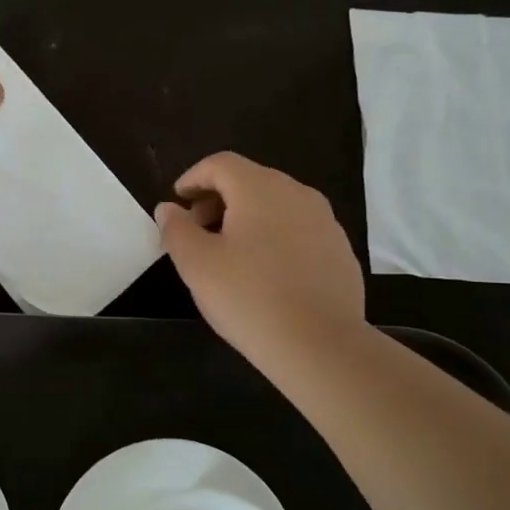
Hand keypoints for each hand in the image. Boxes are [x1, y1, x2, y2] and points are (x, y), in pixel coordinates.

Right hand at [155, 153, 367, 370]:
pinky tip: (265, 274)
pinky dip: (274, 238)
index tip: (177, 202)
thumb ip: (176, 229)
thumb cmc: (248, 297)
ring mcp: (325, 222)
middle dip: (217, 199)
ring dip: (246, 219)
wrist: (320, 345)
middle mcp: (297, 194)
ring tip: (228, 254)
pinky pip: (298, 231)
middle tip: (196, 231)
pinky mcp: (340, 251)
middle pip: (250, 181)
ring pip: (276, 206)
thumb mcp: (196, 264)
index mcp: (260, 188)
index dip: (193, 178)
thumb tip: (168, 208)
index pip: (220, 164)